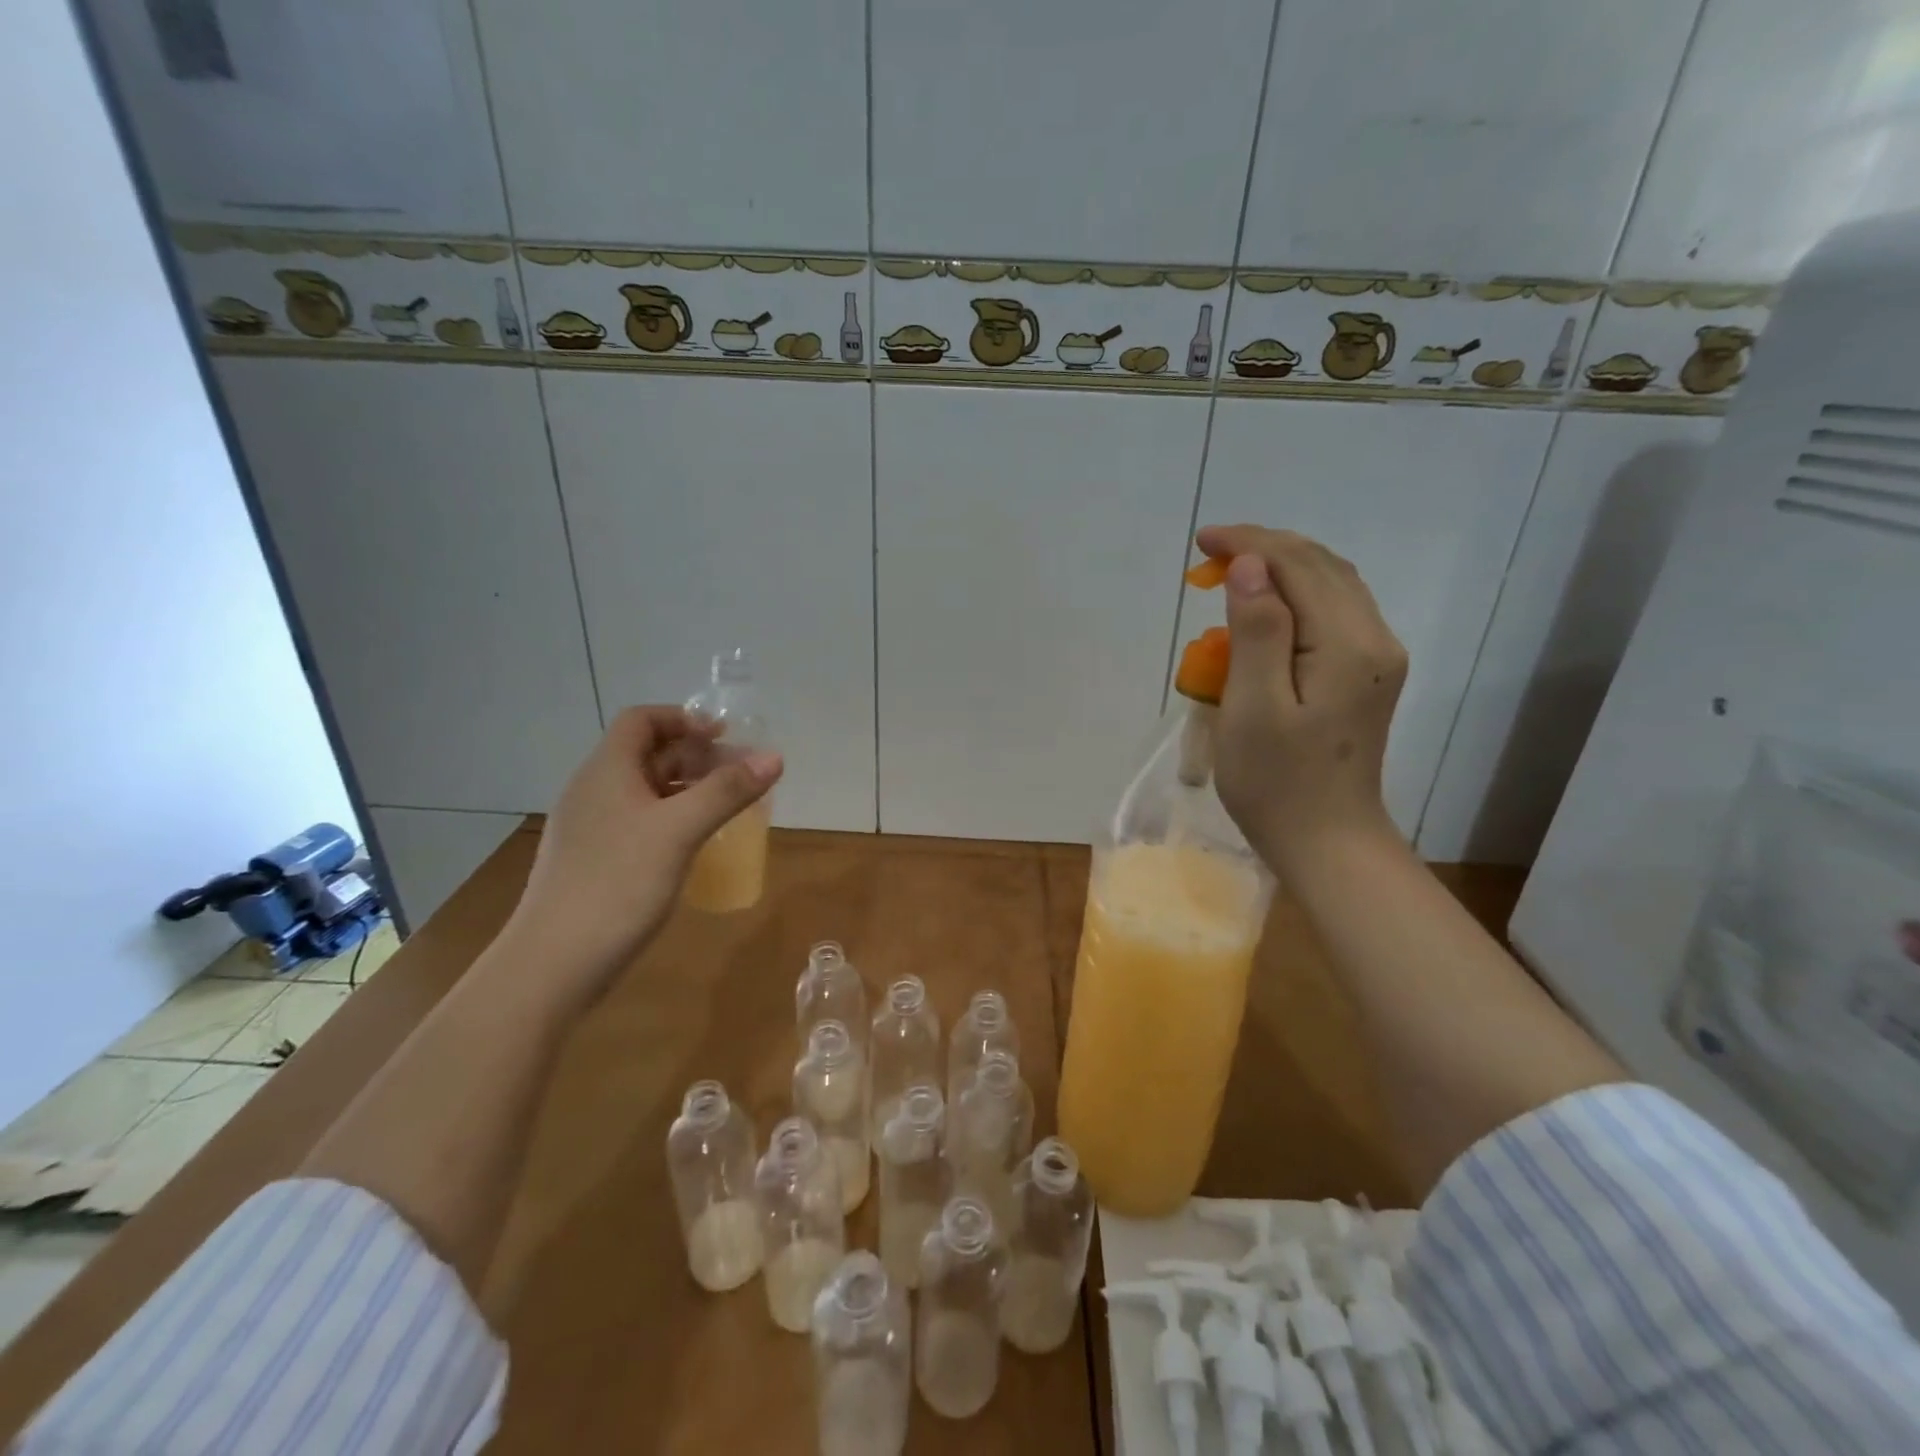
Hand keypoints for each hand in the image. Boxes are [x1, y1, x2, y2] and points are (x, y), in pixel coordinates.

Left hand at [502, 706, 781, 1004]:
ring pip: (647, 790)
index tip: (726, 737)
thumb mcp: (679, 831)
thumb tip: (775, 756)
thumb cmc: (617, 885)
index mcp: (607, 771)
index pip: (642, 720)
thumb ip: (727, 791)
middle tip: (742, 775)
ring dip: (689, 788)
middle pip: (648, 754)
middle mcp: (595, 791)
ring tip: (730, 805)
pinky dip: (675, 818)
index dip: (684, 718)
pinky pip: (641, 821)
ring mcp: (593, 828)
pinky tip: (698, 842)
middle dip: (698, 756)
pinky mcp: (596, 861)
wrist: (552, 966)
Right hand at [1195, 524, 1407, 878]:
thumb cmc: (1277, 782)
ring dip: (1280, 569)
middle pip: (1322, 567)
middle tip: (1208, 556)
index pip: (1300, 566)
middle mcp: (1373, 639)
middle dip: (1264, 549)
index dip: (1249, 544)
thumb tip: (1250, 566)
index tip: (1201, 543)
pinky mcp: (1366, 674)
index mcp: (1347, 644)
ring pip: (1331, 586)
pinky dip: (1295, 596)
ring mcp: (1375, 657)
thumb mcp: (1253, 708)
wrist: (1327, 841)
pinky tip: (1264, 609)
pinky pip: (1332, 613)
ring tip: (1230, 574)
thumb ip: (1257, 632)